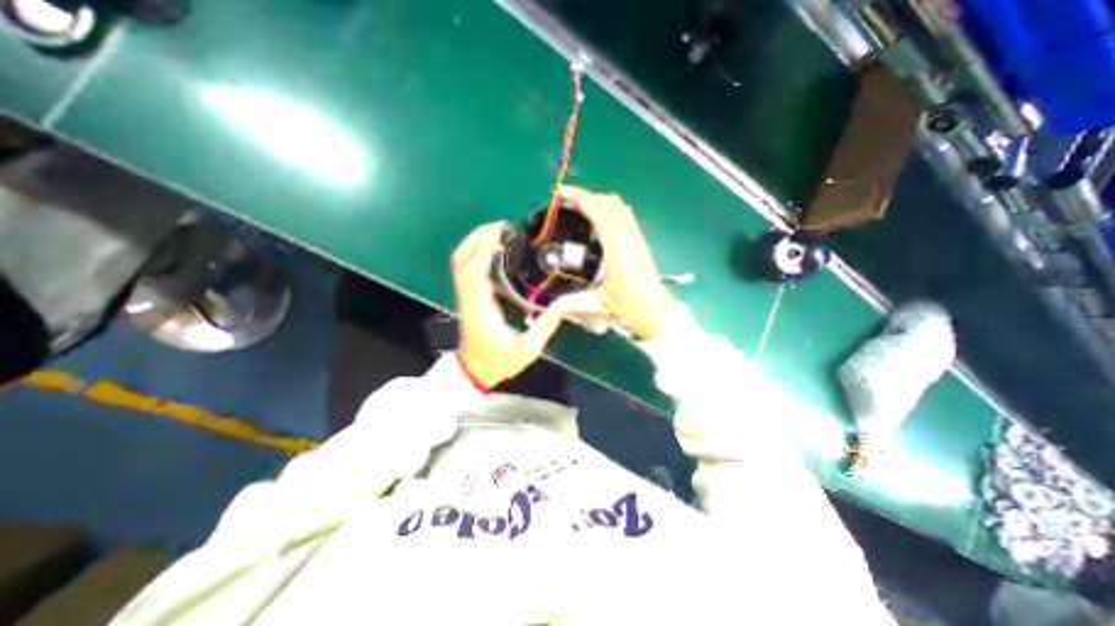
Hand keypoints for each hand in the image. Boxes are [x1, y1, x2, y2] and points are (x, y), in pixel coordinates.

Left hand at [457, 219, 583, 386]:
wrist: (475, 372)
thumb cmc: (499, 362)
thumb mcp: (527, 350)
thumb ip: (544, 327)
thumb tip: (561, 305)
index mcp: (481, 308)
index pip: (475, 271)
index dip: (484, 248)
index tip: (501, 232)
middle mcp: (470, 298)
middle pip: (462, 260)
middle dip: (478, 237)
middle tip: (502, 225)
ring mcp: (466, 297)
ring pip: (460, 262)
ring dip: (475, 242)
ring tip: (498, 232)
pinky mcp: (469, 298)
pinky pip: (465, 269)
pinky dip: (475, 253)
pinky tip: (493, 250)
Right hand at [561, 185, 674, 340]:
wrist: (656, 312)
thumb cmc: (629, 307)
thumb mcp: (598, 304)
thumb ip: (571, 303)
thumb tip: (549, 307)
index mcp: (616, 246)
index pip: (598, 209)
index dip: (579, 197)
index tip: (561, 193)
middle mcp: (627, 236)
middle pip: (610, 202)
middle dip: (588, 196)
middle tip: (568, 203)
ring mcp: (636, 238)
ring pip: (620, 207)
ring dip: (600, 202)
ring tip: (581, 210)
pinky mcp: (640, 243)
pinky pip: (625, 216)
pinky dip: (610, 211)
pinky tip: (600, 224)